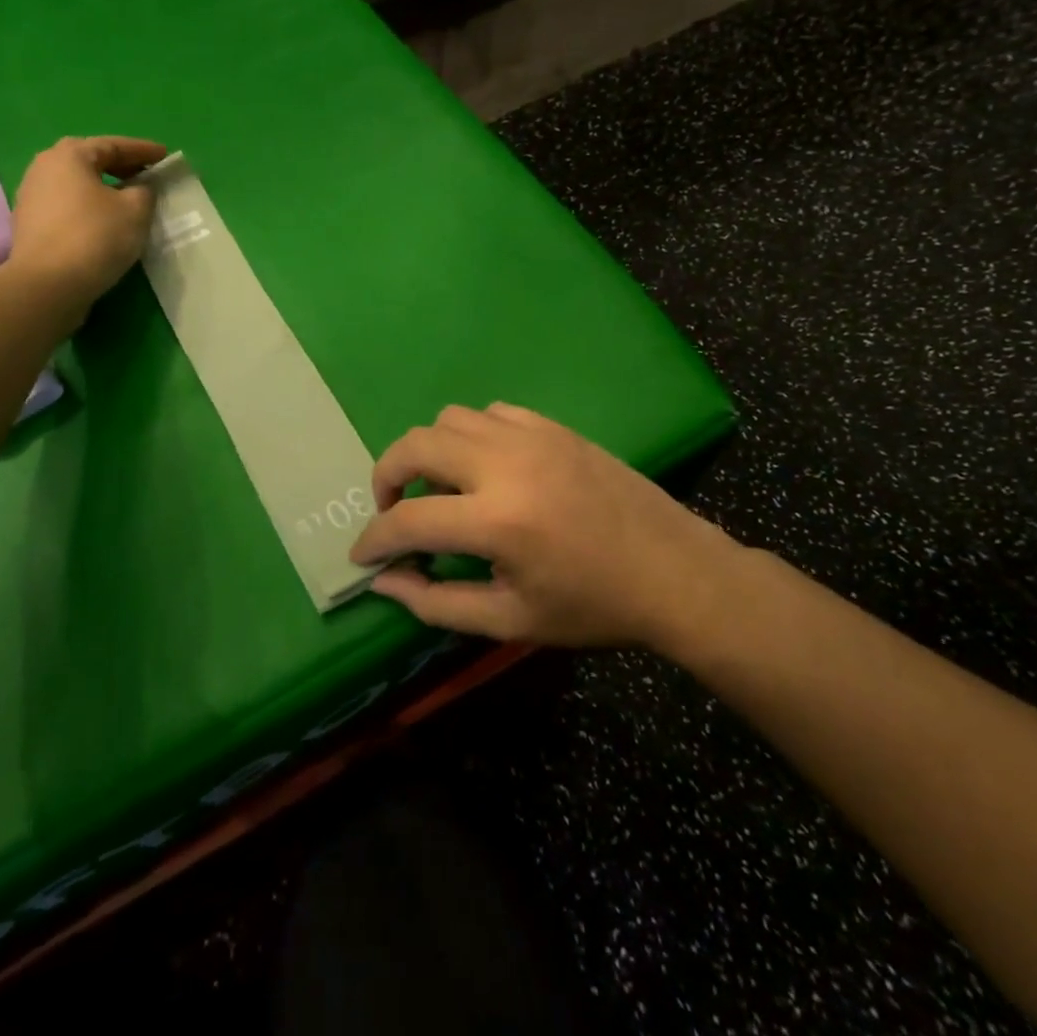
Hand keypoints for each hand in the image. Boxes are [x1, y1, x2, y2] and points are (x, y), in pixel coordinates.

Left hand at [9, 136, 166, 305]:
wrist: (47, 285)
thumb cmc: (95, 237)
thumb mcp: (136, 210)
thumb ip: (145, 190)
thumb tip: (140, 188)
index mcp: (69, 155)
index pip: (114, 145)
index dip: (143, 150)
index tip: (165, 156)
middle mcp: (44, 167)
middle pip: (90, 160)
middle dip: (121, 166)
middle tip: (147, 175)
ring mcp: (32, 196)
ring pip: (77, 184)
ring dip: (103, 188)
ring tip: (128, 200)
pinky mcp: (30, 224)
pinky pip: (67, 205)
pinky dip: (89, 207)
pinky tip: (105, 222)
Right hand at [349, 403, 749, 650]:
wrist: (673, 572)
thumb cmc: (593, 607)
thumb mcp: (511, 622)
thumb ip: (438, 603)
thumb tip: (384, 580)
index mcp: (498, 521)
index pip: (409, 520)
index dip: (375, 539)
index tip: (363, 554)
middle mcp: (506, 464)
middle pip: (416, 445)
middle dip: (387, 475)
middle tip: (393, 510)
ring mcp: (532, 437)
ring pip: (449, 418)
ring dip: (429, 451)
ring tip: (442, 489)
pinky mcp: (553, 427)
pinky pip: (490, 413)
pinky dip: (471, 435)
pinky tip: (486, 468)